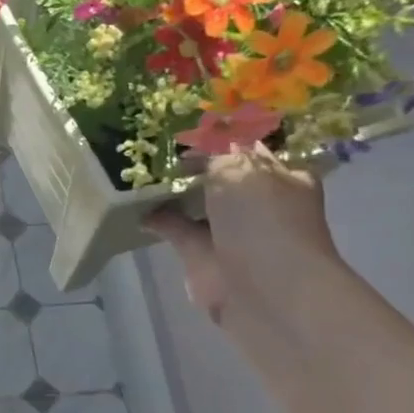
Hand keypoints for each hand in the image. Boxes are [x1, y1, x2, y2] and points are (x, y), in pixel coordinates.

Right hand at [148, 144, 339, 323]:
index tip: (187, 121)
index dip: (221, 133)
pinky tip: (131, 200)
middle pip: (220, 172)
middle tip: (154, 137)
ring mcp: (229, 229)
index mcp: (282, 176)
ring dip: (171, 186)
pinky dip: (155, 215)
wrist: (264, 291)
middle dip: (192, 158)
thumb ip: (214, 152)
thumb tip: (195, 146)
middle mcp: (257, 201)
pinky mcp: (201, 252)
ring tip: (138, 164)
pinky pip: (173, 225)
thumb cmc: (263, 221)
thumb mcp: (240, 169)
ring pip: (195, 199)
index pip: (250, 147)